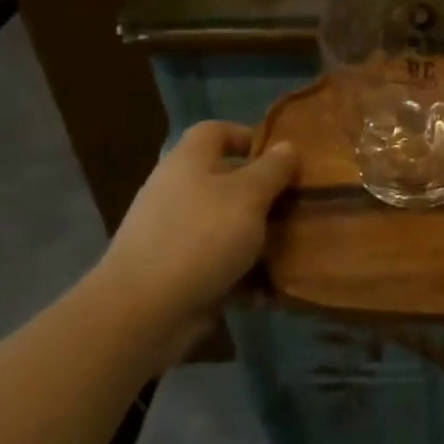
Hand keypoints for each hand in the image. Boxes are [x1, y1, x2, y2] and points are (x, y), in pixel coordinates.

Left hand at [96, 121, 297, 328]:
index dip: (250, 137)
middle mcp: (179, 191)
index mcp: (189, 161)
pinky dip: (243, 275)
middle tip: (300, 207)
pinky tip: (269, 290)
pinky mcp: (179, 273)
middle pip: (228, 181)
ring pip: (228, 226)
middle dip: (265, 195)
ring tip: (295, 250)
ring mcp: (176, 234)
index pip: (217, 131)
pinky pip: (220, 264)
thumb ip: (272, 169)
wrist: (143, 312)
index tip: (284, 160)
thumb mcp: (248, 195)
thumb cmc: (201, 237)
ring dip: (260, 239)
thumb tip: (287, 147)